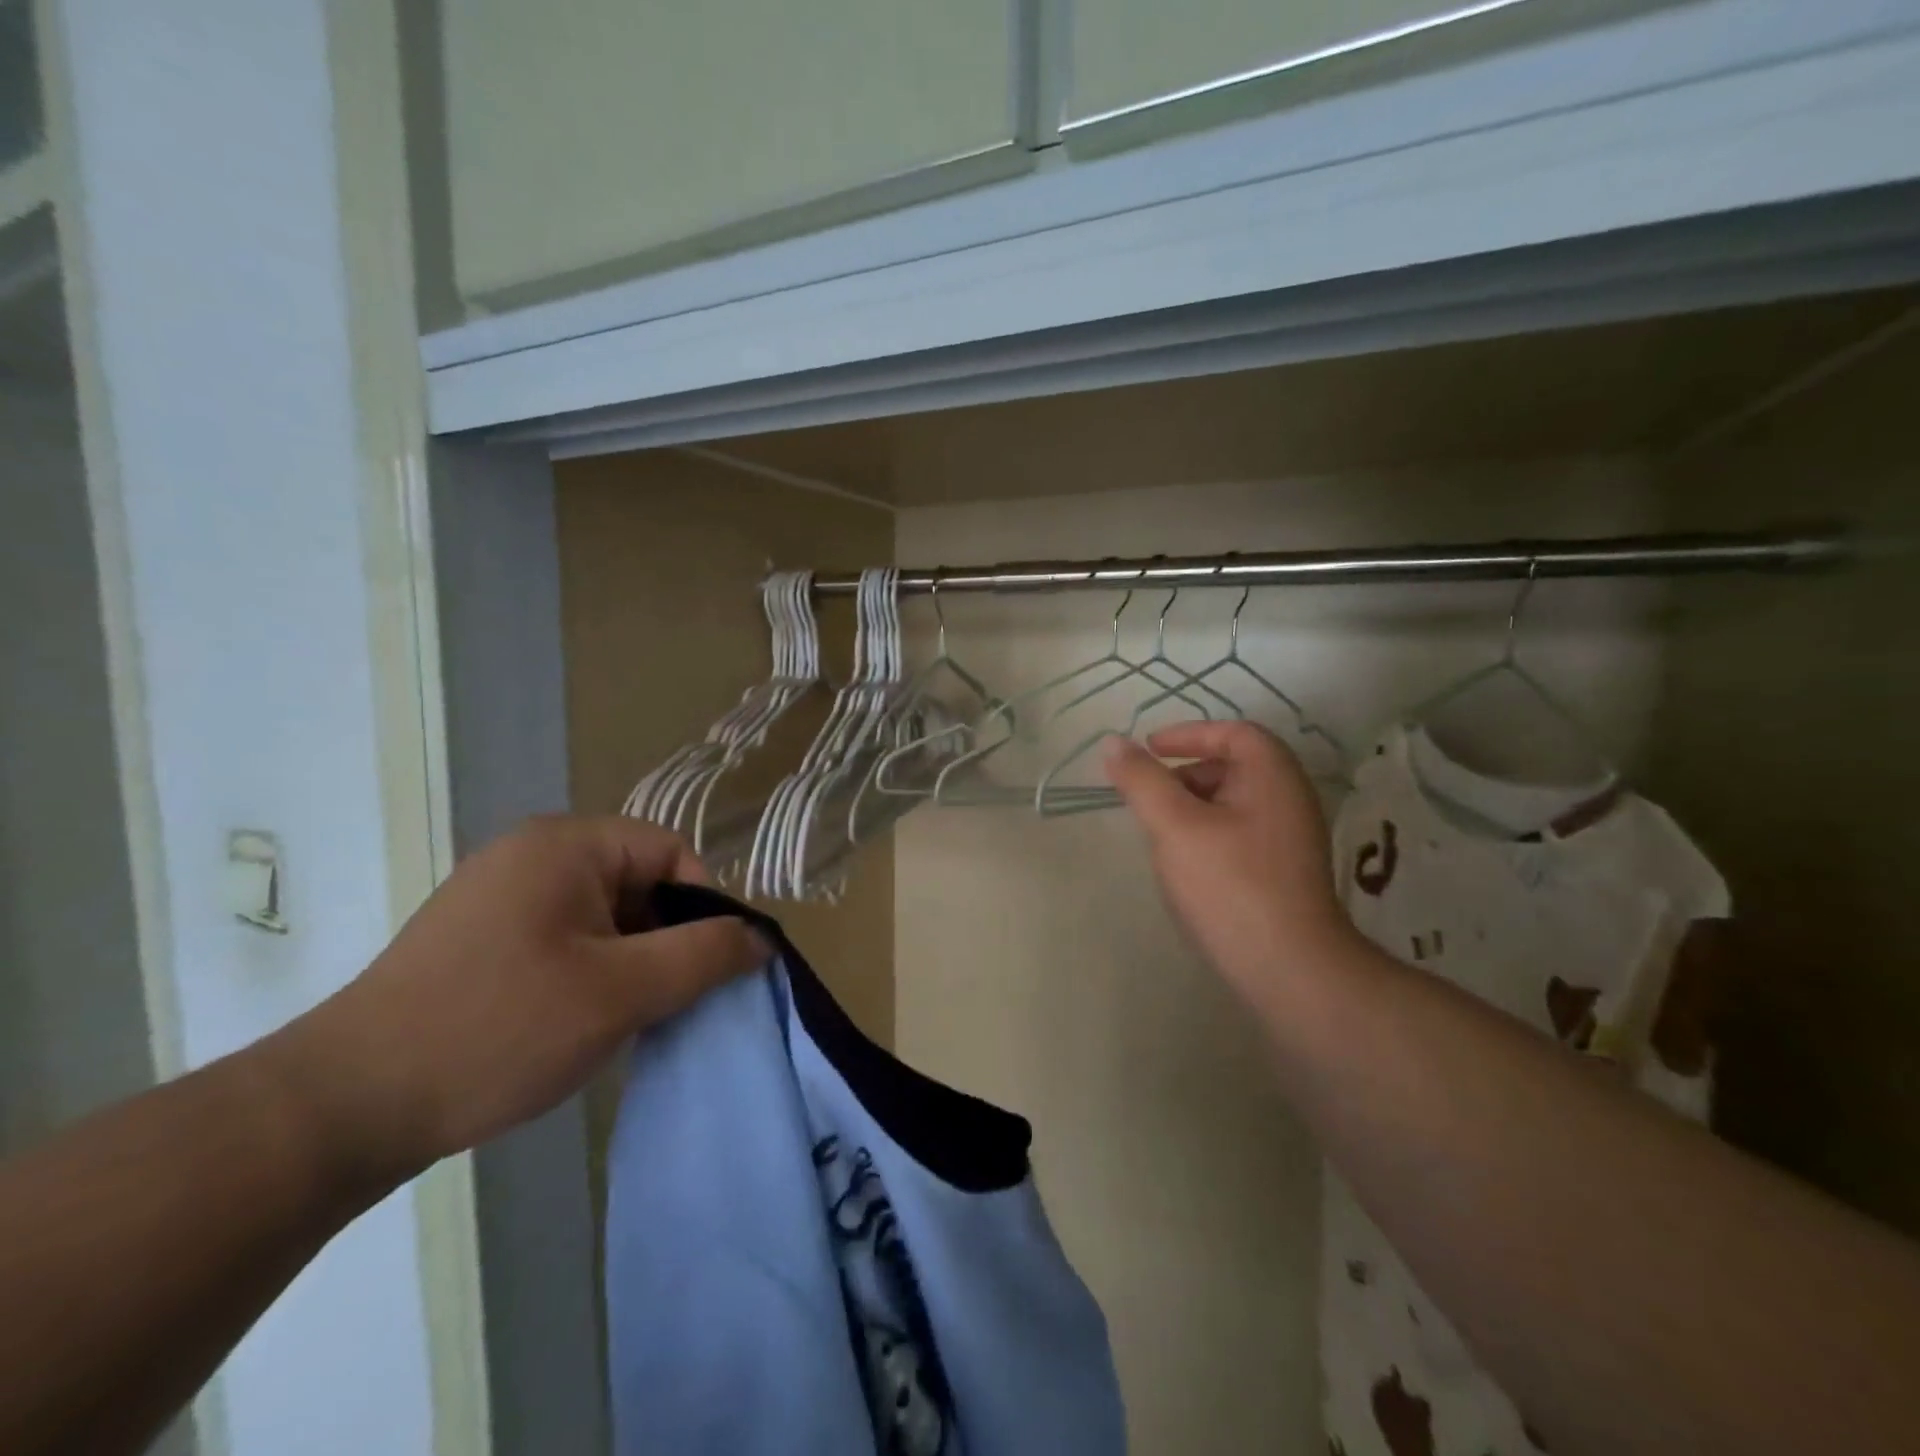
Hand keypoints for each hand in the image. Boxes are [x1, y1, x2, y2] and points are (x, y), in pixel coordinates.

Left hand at [272, 816, 768, 1190]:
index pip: (671, 853)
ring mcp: (500, 896)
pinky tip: (578, 1026)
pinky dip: (591, 975)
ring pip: (605, 918)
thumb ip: (705, 956)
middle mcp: (532, 854)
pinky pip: (566, 940)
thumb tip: (762, 938)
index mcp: (566, 844)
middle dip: (665, 941)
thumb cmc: (498, 1029)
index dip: (701, 907)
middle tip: (663, 1003)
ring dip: (630, 964)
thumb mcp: (622, 992)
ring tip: (621, 1021)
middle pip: (639, 883)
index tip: (702, 971)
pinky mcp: (480, 939)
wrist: (341, 1109)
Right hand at [1105, 722, 1356, 1014]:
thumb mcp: (1174, 825)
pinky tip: (1186, 866)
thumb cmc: (1230, 885)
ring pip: (1234, 804)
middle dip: (1185, 774)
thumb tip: (1112, 743)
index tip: (1149, 749)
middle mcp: (1290, 799)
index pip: (1233, 732)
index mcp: (1273, 775)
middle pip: (1233, 766)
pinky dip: (1208, 834)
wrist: (1289, 970)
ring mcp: (1291, 839)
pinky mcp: (1284, 873)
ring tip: (1160, 834)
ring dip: (1193, 807)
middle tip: (1149, 797)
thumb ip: (1141, 781)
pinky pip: (1241, 834)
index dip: (1188, 734)